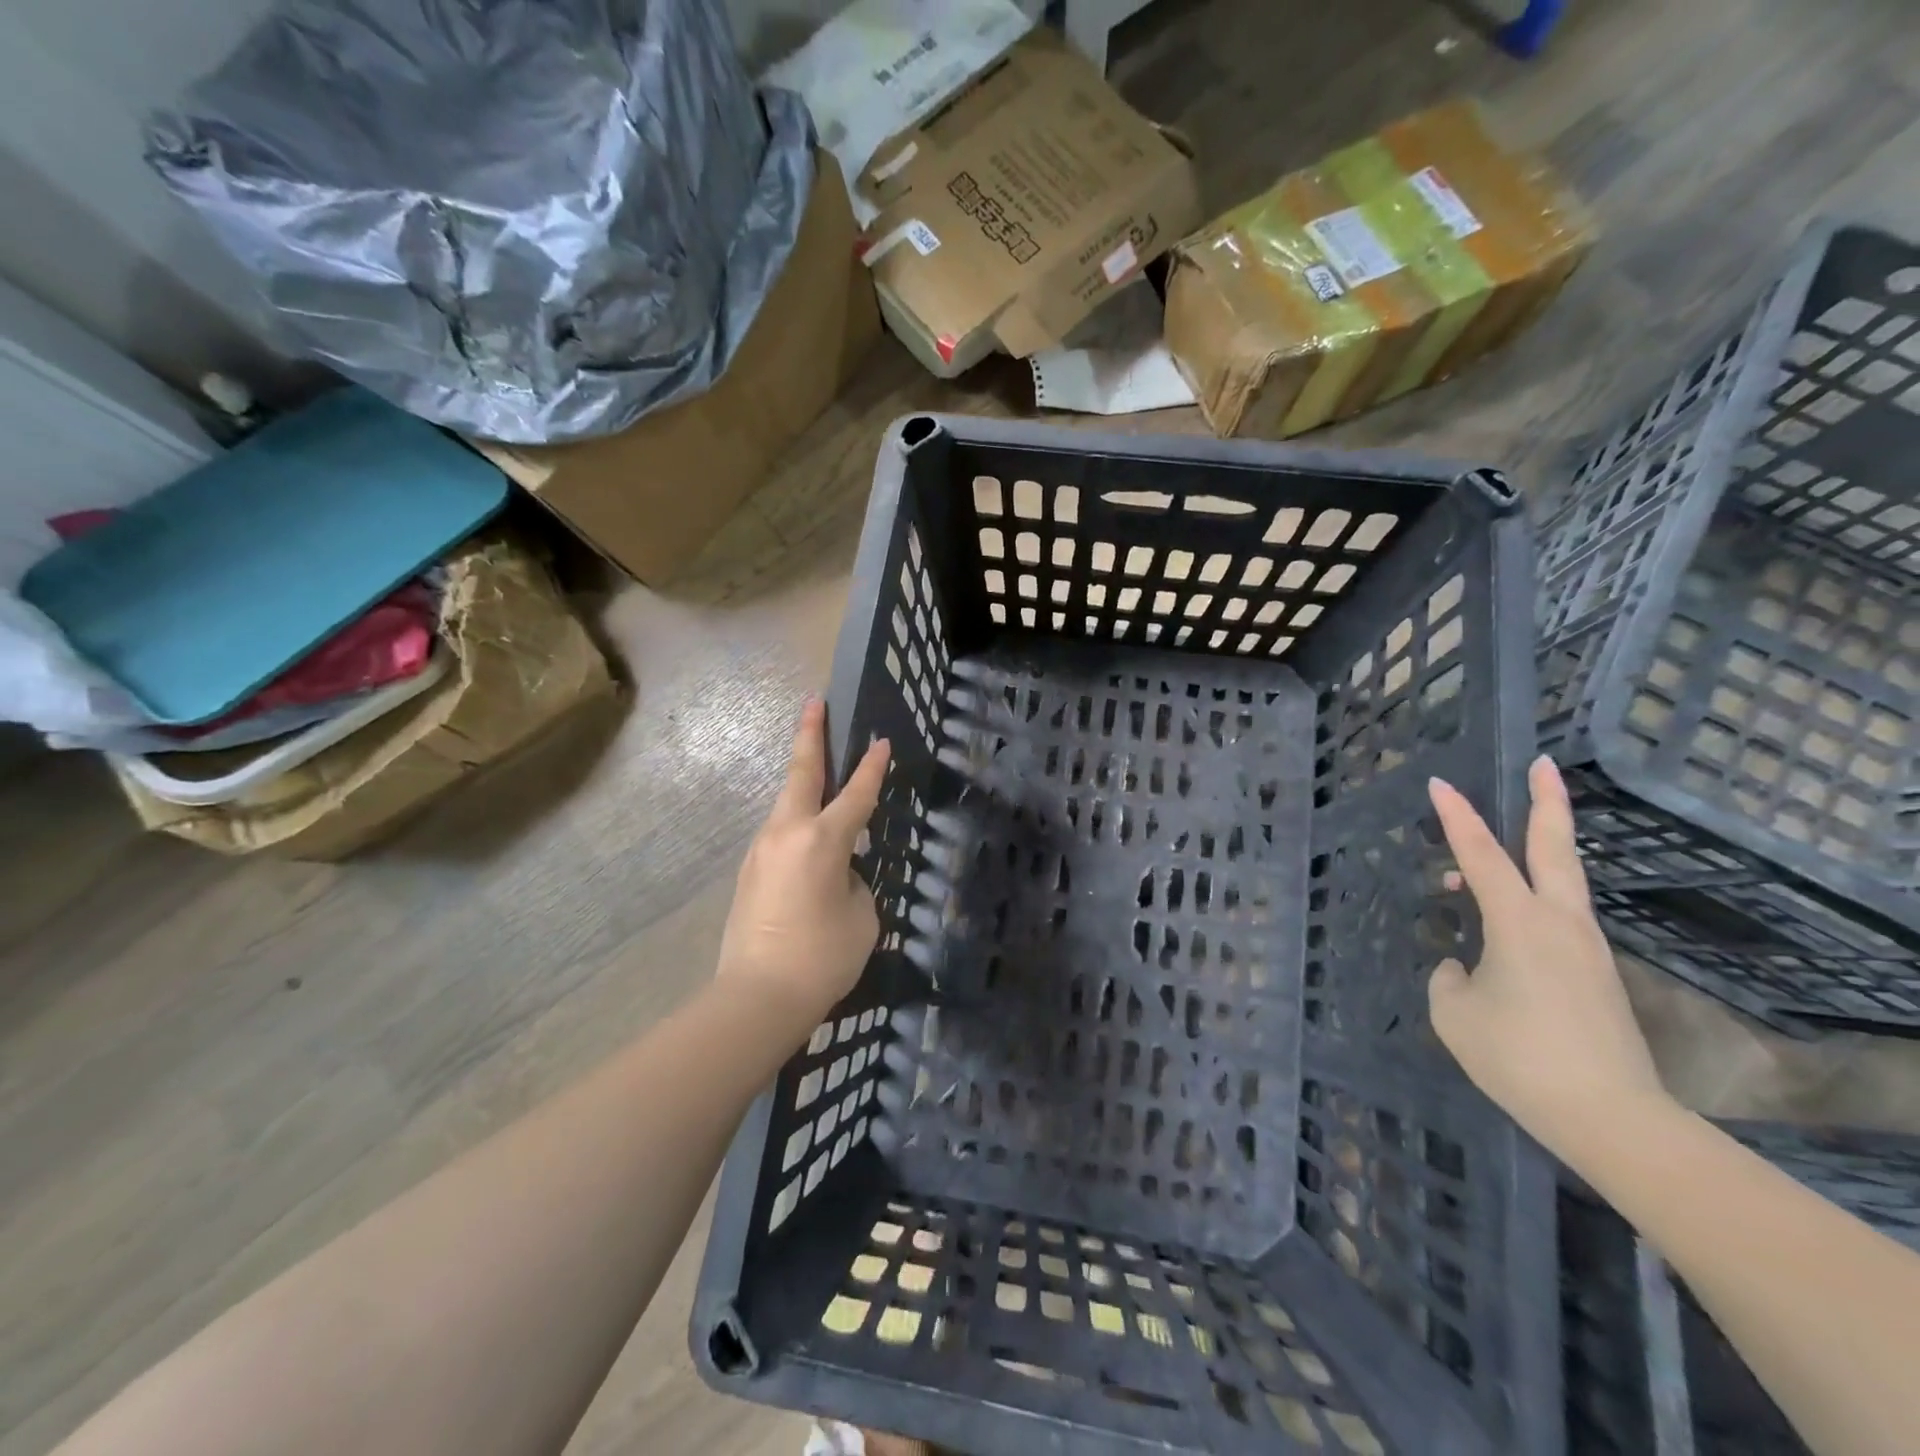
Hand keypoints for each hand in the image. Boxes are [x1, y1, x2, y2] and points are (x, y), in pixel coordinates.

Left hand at [717, 700, 889, 1031]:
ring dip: (803, 782)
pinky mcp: (749, 872)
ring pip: (786, 803)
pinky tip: (807, 838)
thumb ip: (853, 881)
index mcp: (823, 840)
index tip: (881, 740)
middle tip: (814, 703)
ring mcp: (761, 850)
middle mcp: (787, 833)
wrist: (758, 997)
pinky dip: (796, 822)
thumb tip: (837, 873)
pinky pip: (779, 835)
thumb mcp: (861, 916)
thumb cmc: (822, 956)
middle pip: (802, 774)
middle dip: (811, 735)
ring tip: (817, 767)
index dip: (872, 767)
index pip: (856, 794)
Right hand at [1427, 756, 1668, 1157]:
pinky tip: (1505, 926)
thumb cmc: (1519, 1057)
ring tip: (1482, 858)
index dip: (1456, 816)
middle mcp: (1560, 923)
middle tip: (1543, 764)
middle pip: (1554, 848)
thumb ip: (1450, 977)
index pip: (1480, 855)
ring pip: (1561, 881)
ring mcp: (1586, 948)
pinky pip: (1558, 918)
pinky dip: (1531, 900)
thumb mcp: (1454, 1013)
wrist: (1611, 1118)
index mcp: (1519, 923)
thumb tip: (1465, 967)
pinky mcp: (1596, 974)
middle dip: (1547, 802)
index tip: (1438, 782)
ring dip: (1531, 855)